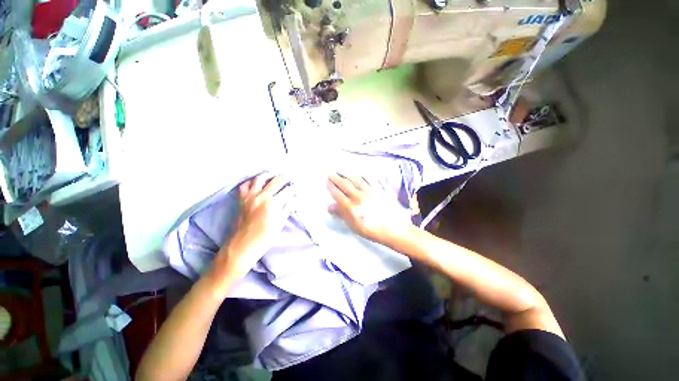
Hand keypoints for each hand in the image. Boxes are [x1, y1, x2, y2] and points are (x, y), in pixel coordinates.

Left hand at [211, 174, 294, 291]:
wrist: (242, 246)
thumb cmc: (264, 238)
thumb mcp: (280, 223)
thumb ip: (288, 207)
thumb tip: (295, 197)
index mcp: (272, 204)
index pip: (288, 190)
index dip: (295, 188)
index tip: (299, 188)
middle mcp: (261, 196)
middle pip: (276, 181)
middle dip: (286, 178)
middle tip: (291, 178)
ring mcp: (249, 196)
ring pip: (260, 178)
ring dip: (269, 175)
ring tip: (275, 175)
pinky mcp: (241, 199)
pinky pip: (245, 185)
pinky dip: (252, 181)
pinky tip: (257, 182)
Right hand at [327, 173, 411, 243]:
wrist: (392, 229)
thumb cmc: (370, 230)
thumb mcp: (353, 225)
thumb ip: (342, 214)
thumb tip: (330, 206)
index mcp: (351, 207)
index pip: (337, 194)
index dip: (331, 187)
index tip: (326, 182)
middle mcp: (359, 197)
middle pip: (345, 184)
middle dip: (335, 177)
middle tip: (330, 172)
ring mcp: (370, 191)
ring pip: (356, 179)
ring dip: (347, 173)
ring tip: (342, 171)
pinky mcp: (380, 189)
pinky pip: (371, 178)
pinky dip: (363, 174)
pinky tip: (359, 173)